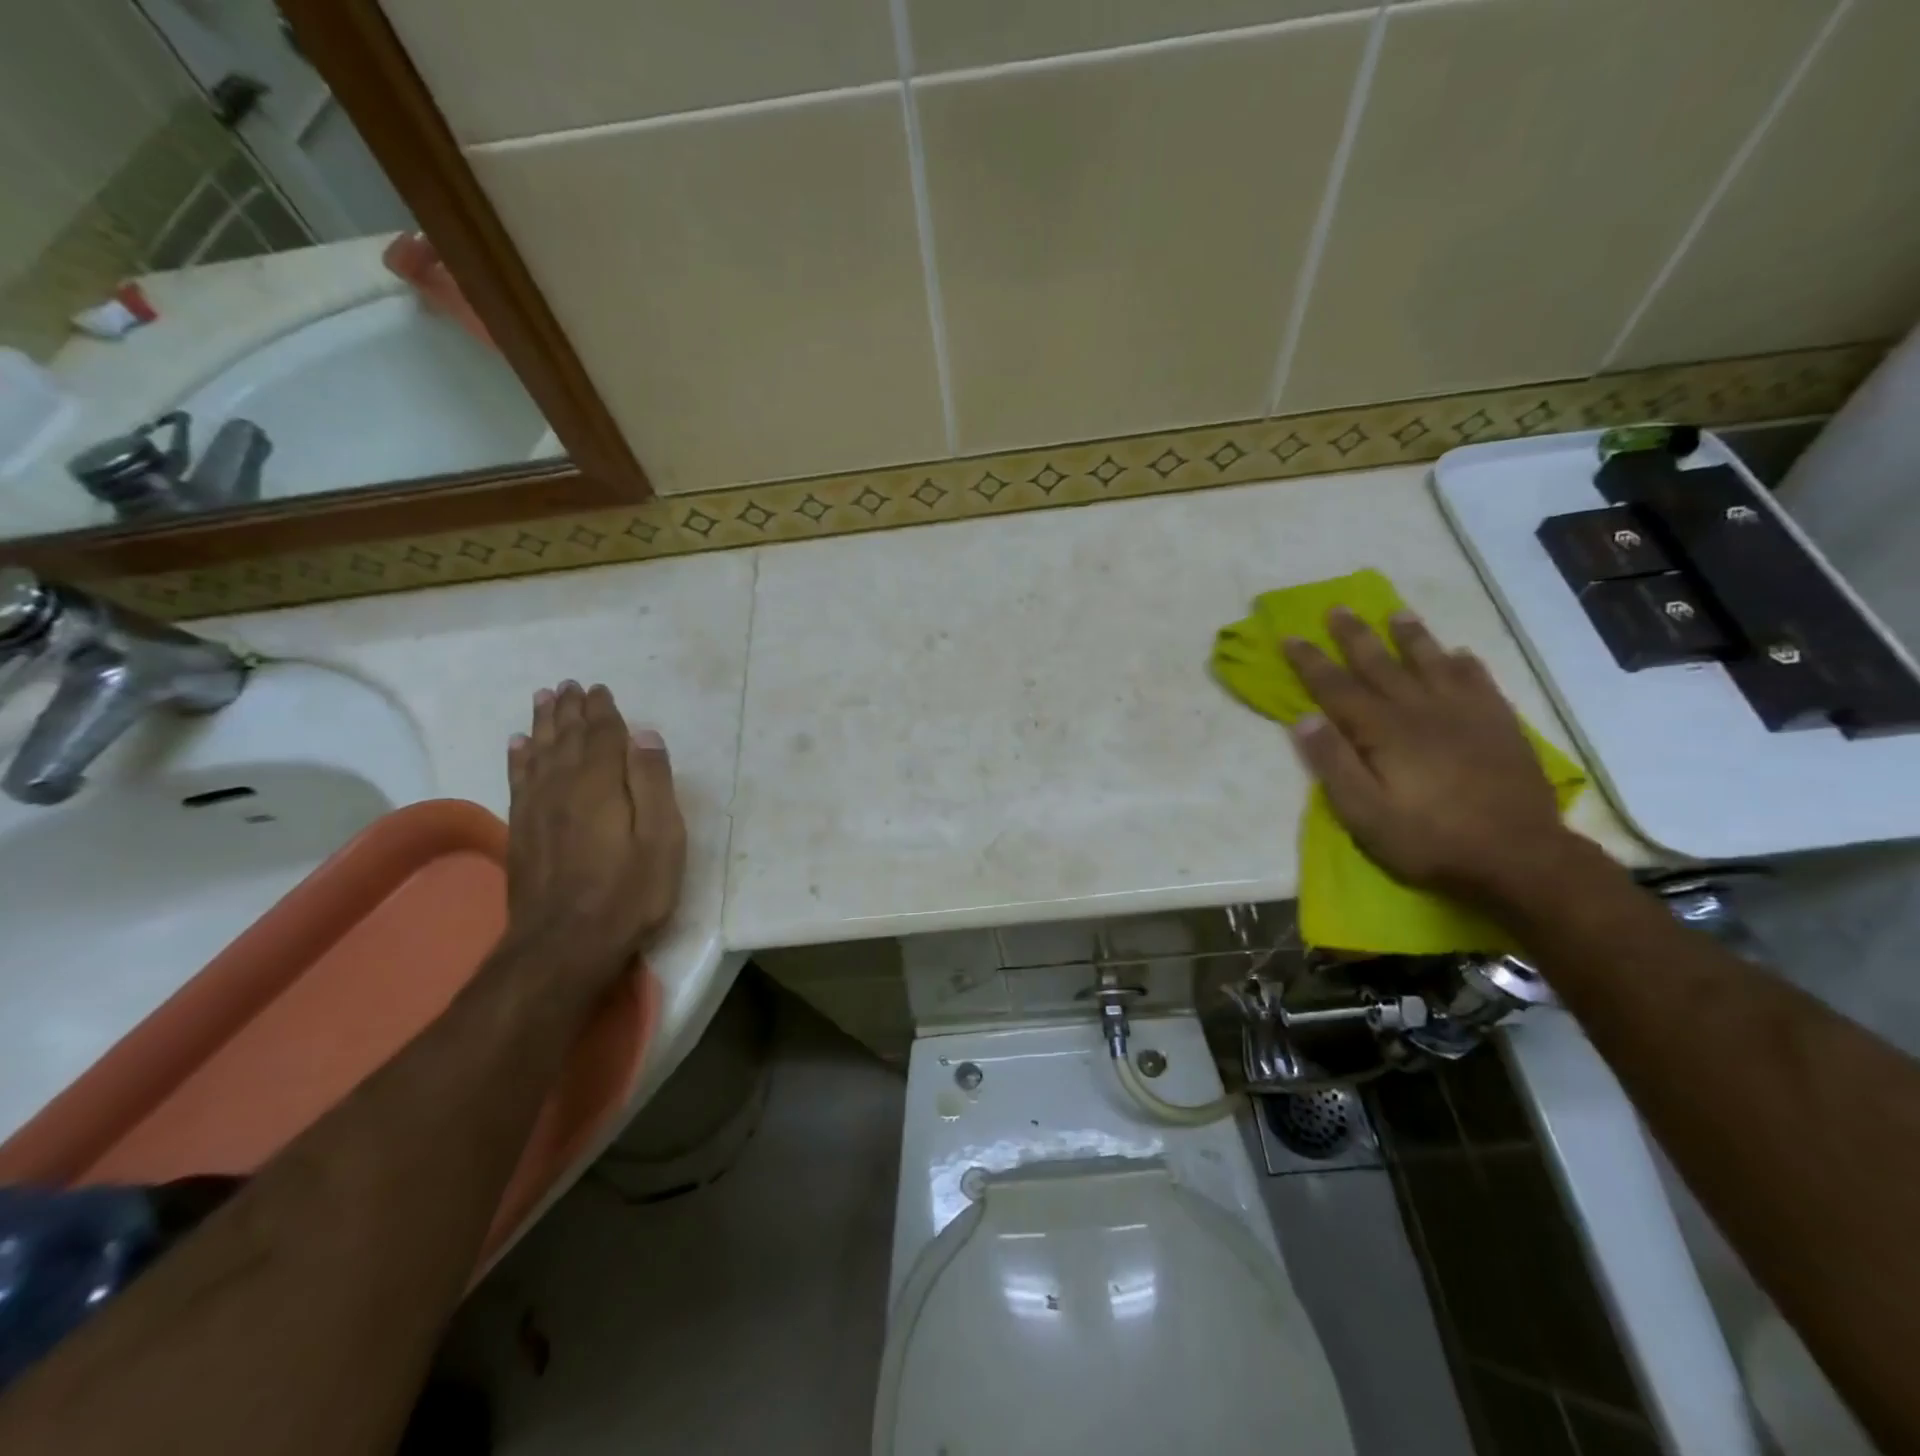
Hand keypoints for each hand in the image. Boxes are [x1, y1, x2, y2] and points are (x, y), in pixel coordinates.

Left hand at [502, 681, 686, 991]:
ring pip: (538, 753)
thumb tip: (644, 735)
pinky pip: (518, 780)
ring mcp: (536, 809)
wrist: (564, 944)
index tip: (599, 689)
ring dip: (542, 725)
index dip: (602, 711)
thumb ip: (653, 783)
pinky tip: (518, 746)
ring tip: (543, 700)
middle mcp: (562, 786)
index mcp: (600, 784)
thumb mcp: (662, 838)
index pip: (601, 735)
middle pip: (565, 738)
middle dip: (569, 710)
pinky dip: (519, 758)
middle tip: (568, 685)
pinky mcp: (521, 832)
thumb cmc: (629, 891)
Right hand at [1281, 608, 1573, 903]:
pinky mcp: (1500, 726)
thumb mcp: (1364, 813)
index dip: (1310, 662)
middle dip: (1355, 636)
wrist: (1520, 857)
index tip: (1290, 636)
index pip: (1336, 688)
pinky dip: (1466, 665)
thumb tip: (1303, 719)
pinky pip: (1480, 682)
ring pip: (1432, 663)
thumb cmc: (1429, 839)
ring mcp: (1466, 715)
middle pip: (1381, 664)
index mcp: (1383, 732)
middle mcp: (1421, 711)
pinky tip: (1460, 655)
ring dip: (1411, 637)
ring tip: (1397, 613)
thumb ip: (1333, 764)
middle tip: (1338, 608)